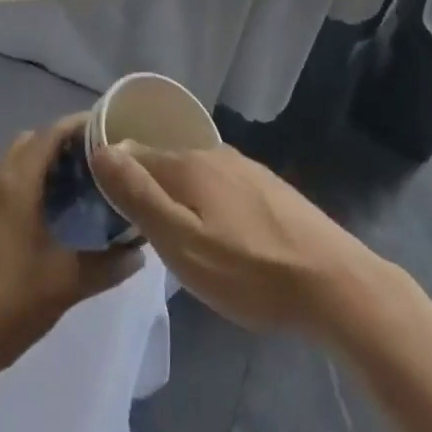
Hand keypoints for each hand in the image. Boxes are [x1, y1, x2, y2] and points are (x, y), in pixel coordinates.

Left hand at [0, 117, 144, 404]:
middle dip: (64, 144)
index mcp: (16, 183)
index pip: (51, 133)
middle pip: (33, 141)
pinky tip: (46, 219)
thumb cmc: (4, 305)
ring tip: (77, 189)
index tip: (111, 132)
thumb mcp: (63, 286)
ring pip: (15, 163)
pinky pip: (3, 186)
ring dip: (43, 165)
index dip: (81, 126)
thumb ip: (105, 265)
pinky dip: (27, 185)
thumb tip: (138, 252)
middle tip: (97, 164)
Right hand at [92, 141, 387, 337]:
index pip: (135, 153)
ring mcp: (246, 169)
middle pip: (166, 162)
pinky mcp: (268, 188)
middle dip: (146, 184)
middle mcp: (215, 154)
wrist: (331, 282)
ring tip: (170, 231)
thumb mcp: (182, 243)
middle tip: (133, 225)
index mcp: (189, 164)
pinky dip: (206, 201)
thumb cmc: (249, 270)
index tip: (100, 201)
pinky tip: (214, 231)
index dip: (114, 172)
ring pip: (195, 175)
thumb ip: (140, 197)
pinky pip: (220, 187)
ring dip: (177, 195)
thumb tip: (101, 150)